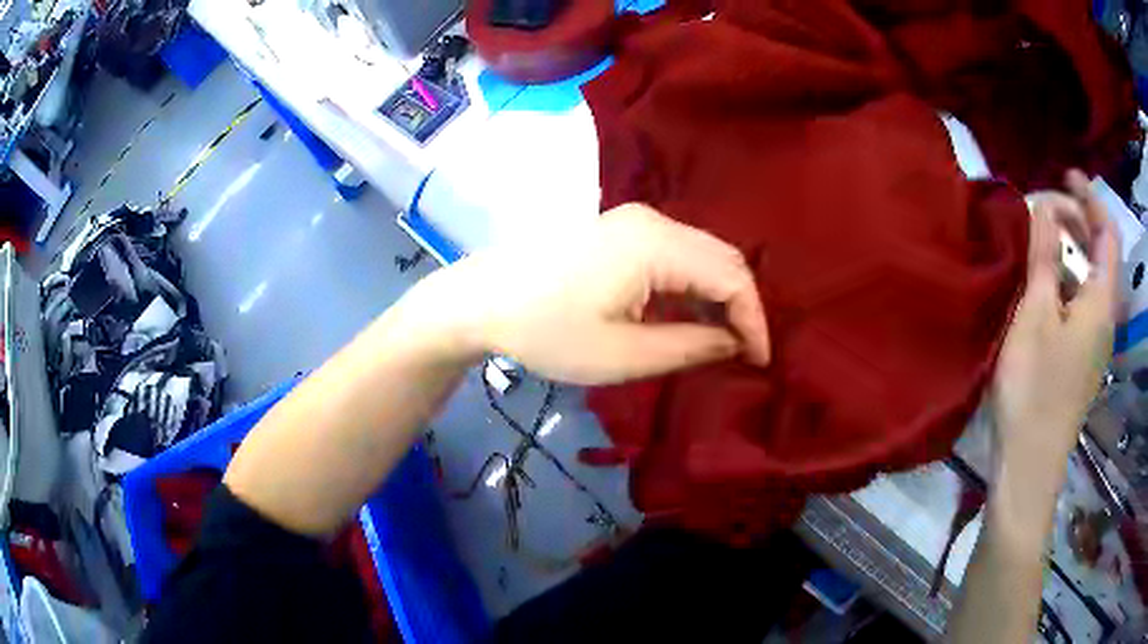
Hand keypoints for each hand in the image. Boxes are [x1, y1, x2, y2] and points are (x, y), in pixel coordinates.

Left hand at [392, 204, 770, 384]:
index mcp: (656, 244)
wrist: (482, 300)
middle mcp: (653, 220)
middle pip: (723, 258)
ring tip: (721, 342)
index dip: (754, 321)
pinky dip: (692, 286)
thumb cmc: (547, 331)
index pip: (732, 277)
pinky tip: (689, 317)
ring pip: (702, 255)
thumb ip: (690, 347)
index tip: (761, 362)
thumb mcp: (624, 355)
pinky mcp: (621, 231)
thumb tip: (735, 343)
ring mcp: (635, 221)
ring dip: (718, 296)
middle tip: (744, 354)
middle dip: (741, 307)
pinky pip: (676, 255)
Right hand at [990, 171, 1119, 492]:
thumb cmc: (1034, 388)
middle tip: (1045, 206)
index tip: (1065, 175)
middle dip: (1077, 220)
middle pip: (1101, 253)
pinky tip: (1044, 282)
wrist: (1029, 464)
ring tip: (1041, 237)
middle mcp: (1105, 316)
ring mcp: (1095, 340)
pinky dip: (1066, 279)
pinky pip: (1081, 302)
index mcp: (1102, 301)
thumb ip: (1044, 256)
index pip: (1107, 232)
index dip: (1090, 197)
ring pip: (1090, 278)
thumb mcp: (1035, 314)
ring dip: (1070, 250)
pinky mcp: (1081, 357)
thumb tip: (1043, 205)